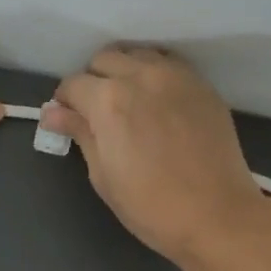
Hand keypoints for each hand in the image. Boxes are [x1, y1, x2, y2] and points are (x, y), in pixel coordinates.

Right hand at [43, 46, 270, 264]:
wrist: (217, 216)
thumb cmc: (150, 206)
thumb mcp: (103, 175)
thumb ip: (80, 133)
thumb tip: (53, 113)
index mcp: (109, 100)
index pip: (73, 84)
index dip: (65, 102)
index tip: (68, 120)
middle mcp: (141, 75)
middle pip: (104, 59)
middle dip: (93, 80)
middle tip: (97, 112)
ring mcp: (176, 76)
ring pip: (138, 54)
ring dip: (125, 71)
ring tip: (128, 102)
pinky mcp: (202, 85)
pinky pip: (169, 64)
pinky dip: (154, 74)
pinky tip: (157, 103)